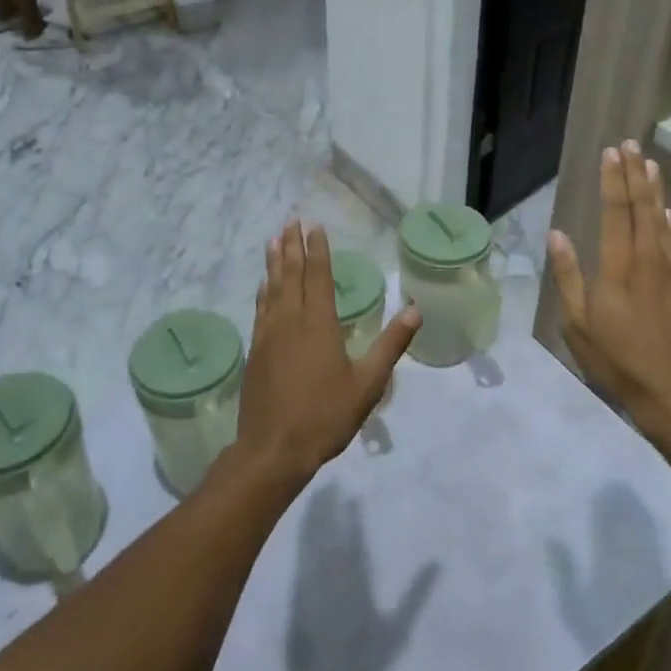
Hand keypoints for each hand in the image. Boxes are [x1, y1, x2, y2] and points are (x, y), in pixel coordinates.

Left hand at [237, 222, 419, 483]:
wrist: (273, 449)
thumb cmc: (325, 416)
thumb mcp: (367, 384)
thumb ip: (390, 345)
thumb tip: (415, 310)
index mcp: (318, 324)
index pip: (318, 277)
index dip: (318, 250)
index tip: (314, 226)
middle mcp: (290, 321)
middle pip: (291, 275)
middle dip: (292, 247)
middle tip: (291, 221)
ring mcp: (268, 335)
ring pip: (272, 288)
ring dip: (274, 262)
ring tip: (273, 240)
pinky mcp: (256, 351)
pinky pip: (260, 309)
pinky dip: (263, 291)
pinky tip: (262, 285)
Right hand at [547, 142, 670, 446]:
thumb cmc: (621, 363)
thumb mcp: (579, 326)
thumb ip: (568, 277)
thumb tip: (557, 235)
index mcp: (619, 268)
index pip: (615, 213)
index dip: (613, 180)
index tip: (611, 152)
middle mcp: (650, 260)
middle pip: (642, 208)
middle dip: (635, 174)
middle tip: (631, 144)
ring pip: (664, 221)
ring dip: (656, 191)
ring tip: (651, 164)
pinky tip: (670, 212)